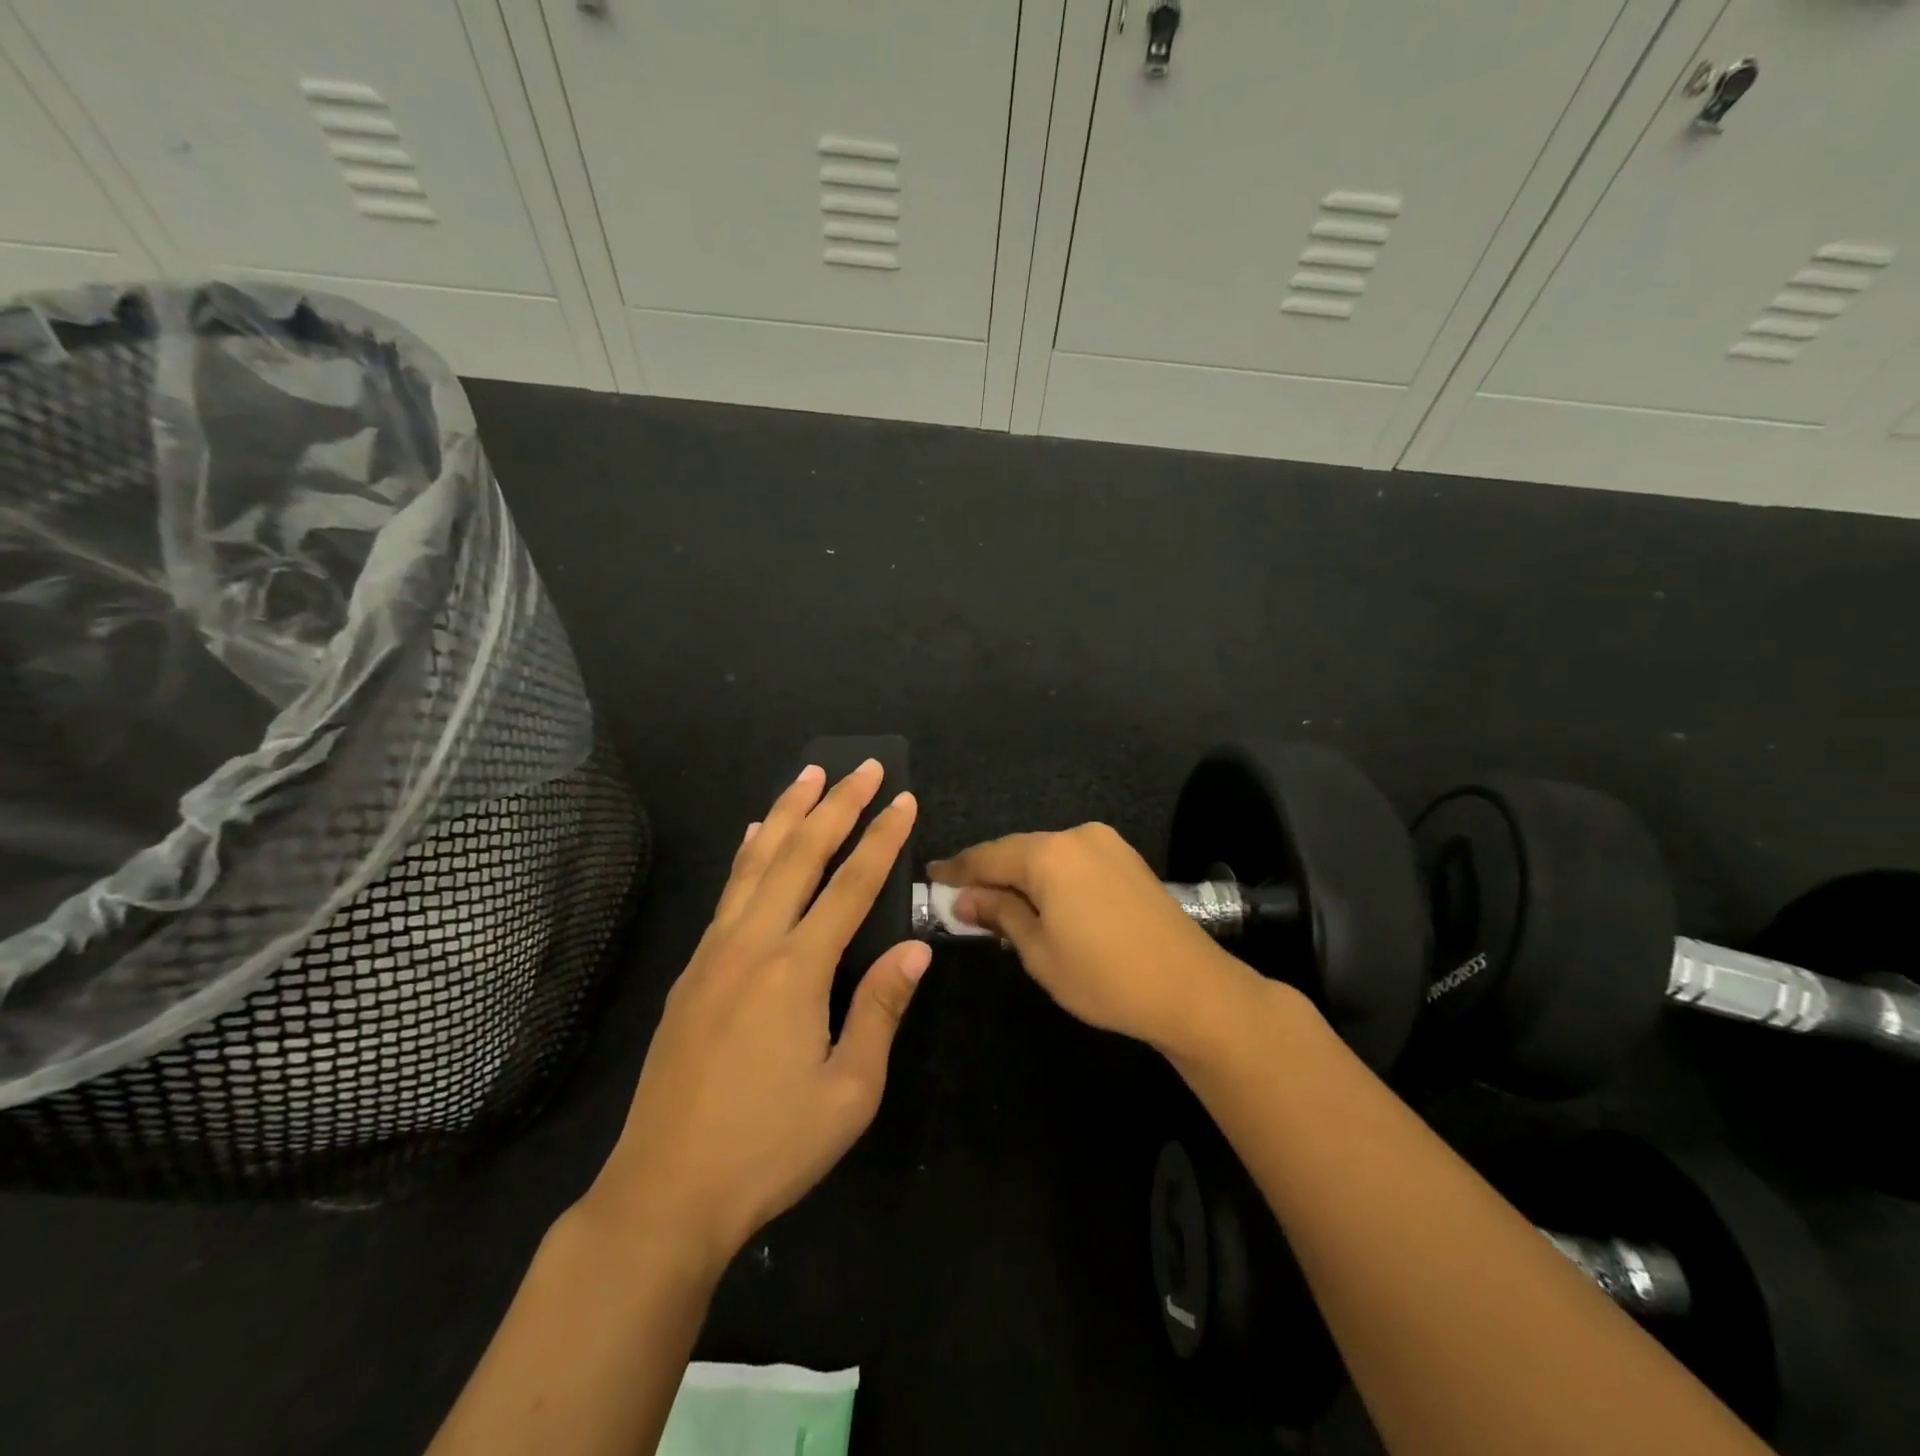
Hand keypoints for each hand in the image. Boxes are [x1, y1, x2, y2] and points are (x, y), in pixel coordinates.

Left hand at [581, 759, 926, 1269]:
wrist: (665, 1193)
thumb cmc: (770, 1147)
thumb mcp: (850, 1092)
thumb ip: (881, 1009)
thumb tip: (915, 949)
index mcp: (797, 970)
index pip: (851, 885)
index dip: (882, 839)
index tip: (904, 800)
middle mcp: (753, 945)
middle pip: (800, 855)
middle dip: (836, 805)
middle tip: (864, 766)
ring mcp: (715, 954)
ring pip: (755, 862)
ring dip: (786, 813)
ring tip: (808, 774)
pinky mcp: (692, 971)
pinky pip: (727, 893)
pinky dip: (747, 854)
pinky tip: (753, 835)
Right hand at [928, 824, 1256, 1054]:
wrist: (1191, 989)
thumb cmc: (1104, 976)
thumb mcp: (1039, 952)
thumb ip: (1000, 914)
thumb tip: (965, 897)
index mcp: (1049, 854)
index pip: (988, 856)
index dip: (957, 869)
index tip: (931, 877)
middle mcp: (1077, 836)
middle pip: (1018, 851)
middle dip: (989, 873)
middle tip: (960, 896)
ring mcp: (1107, 844)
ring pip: (1047, 855)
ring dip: (1021, 876)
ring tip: (997, 903)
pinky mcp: (1127, 860)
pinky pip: (1073, 861)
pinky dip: (1051, 878)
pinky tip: (1042, 901)